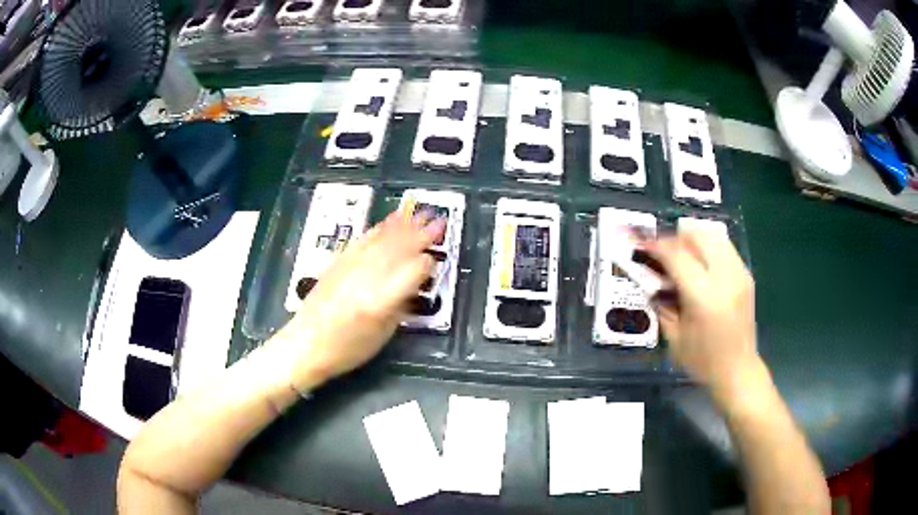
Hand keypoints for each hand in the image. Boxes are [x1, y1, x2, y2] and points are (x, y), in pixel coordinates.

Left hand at [272, 210, 443, 390]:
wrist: (305, 345)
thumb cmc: (347, 349)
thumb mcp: (383, 335)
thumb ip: (400, 306)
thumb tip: (413, 284)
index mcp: (381, 301)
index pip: (413, 271)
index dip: (428, 263)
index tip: (435, 261)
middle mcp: (367, 278)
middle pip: (399, 249)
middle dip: (421, 234)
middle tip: (439, 222)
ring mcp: (350, 266)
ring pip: (382, 240)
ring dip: (404, 225)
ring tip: (420, 214)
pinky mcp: (338, 262)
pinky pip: (363, 240)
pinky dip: (380, 229)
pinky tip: (390, 222)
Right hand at [645, 230, 760, 400]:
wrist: (738, 370)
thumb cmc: (703, 361)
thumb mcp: (674, 336)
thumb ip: (661, 303)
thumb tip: (648, 278)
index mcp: (704, 297)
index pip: (677, 256)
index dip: (656, 247)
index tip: (642, 246)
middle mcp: (725, 278)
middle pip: (696, 236)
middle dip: (674, 239)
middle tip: (661, 254)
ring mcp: (739, 273)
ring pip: (712, 235)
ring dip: (692, 239)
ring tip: (680, 256)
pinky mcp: (746, 274)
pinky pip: (723, 246)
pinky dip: (707, 246)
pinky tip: (699, 264)